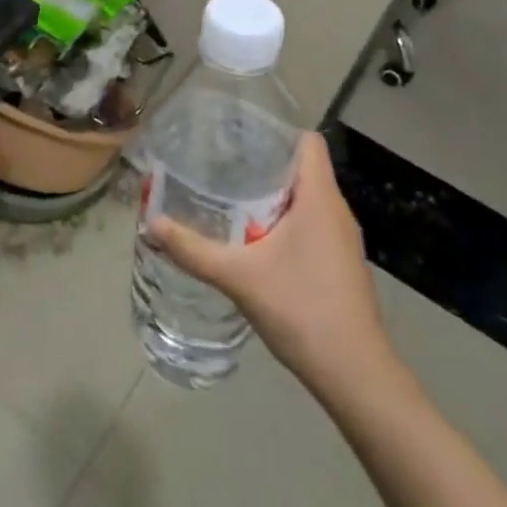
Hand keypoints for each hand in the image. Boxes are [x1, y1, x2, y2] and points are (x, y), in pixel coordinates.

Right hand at [148, 131, 399, 399]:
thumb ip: (193, 250)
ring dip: (270, 195)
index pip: (307, 141)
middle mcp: (335, 211)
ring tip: (227, 196)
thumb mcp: (239, 277)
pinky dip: (282, 220)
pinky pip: (309, 223)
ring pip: (305, 198)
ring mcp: (341, 239)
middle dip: (261, 163)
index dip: (274, 131)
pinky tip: (251, 239)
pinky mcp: (339, 263)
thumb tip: (151, 224)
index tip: (236, 135)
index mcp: (320, 198)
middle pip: (301, 167)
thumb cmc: (302, 310)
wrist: (355, 375)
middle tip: (218, 164)